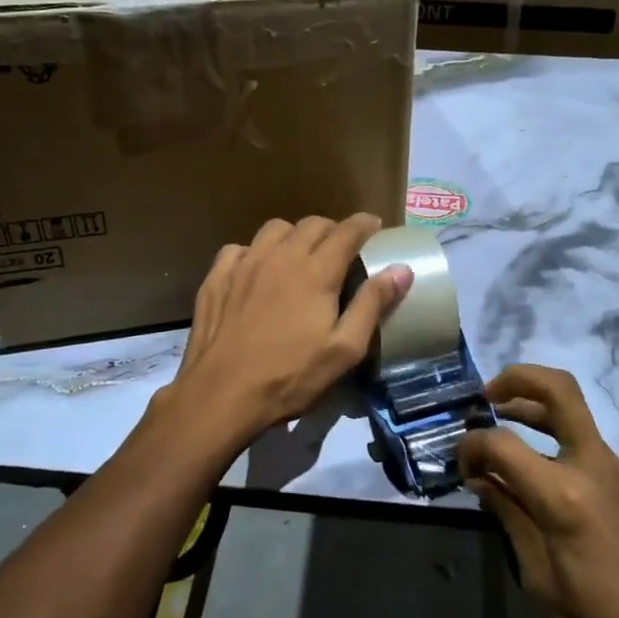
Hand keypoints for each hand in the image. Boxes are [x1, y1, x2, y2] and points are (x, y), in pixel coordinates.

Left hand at [160, 214, 413, 457]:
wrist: (222, 394)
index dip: (364, 223)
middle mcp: (281, 256)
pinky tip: (256, 271)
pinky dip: (255, 252)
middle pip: (312, 224)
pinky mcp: (217, 276)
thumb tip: (401, 269)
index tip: (374, 225)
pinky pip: (240, 248)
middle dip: (332, 229)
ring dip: (294, 235)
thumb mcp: (344, 350)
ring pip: (275, 229)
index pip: (347, 231)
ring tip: (299, 254)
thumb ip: (372, 304)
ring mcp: (245, 263)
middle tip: (341, 246)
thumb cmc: (290, 376)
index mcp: (316, 271)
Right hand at [459, 365, 618, 617]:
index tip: (460, 461)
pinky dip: (556, 442)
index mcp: (565, 494)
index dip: (472, 445)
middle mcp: (596, 466)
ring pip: (575, 414)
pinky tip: (538, 473)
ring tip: (503, 420)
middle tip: (488, 395)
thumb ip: (510, 515)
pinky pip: (588, 446)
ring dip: (536, 408)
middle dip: (518, 379)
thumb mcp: (539, 577)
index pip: (503, 444)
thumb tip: (482, 479)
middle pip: (559, 389)